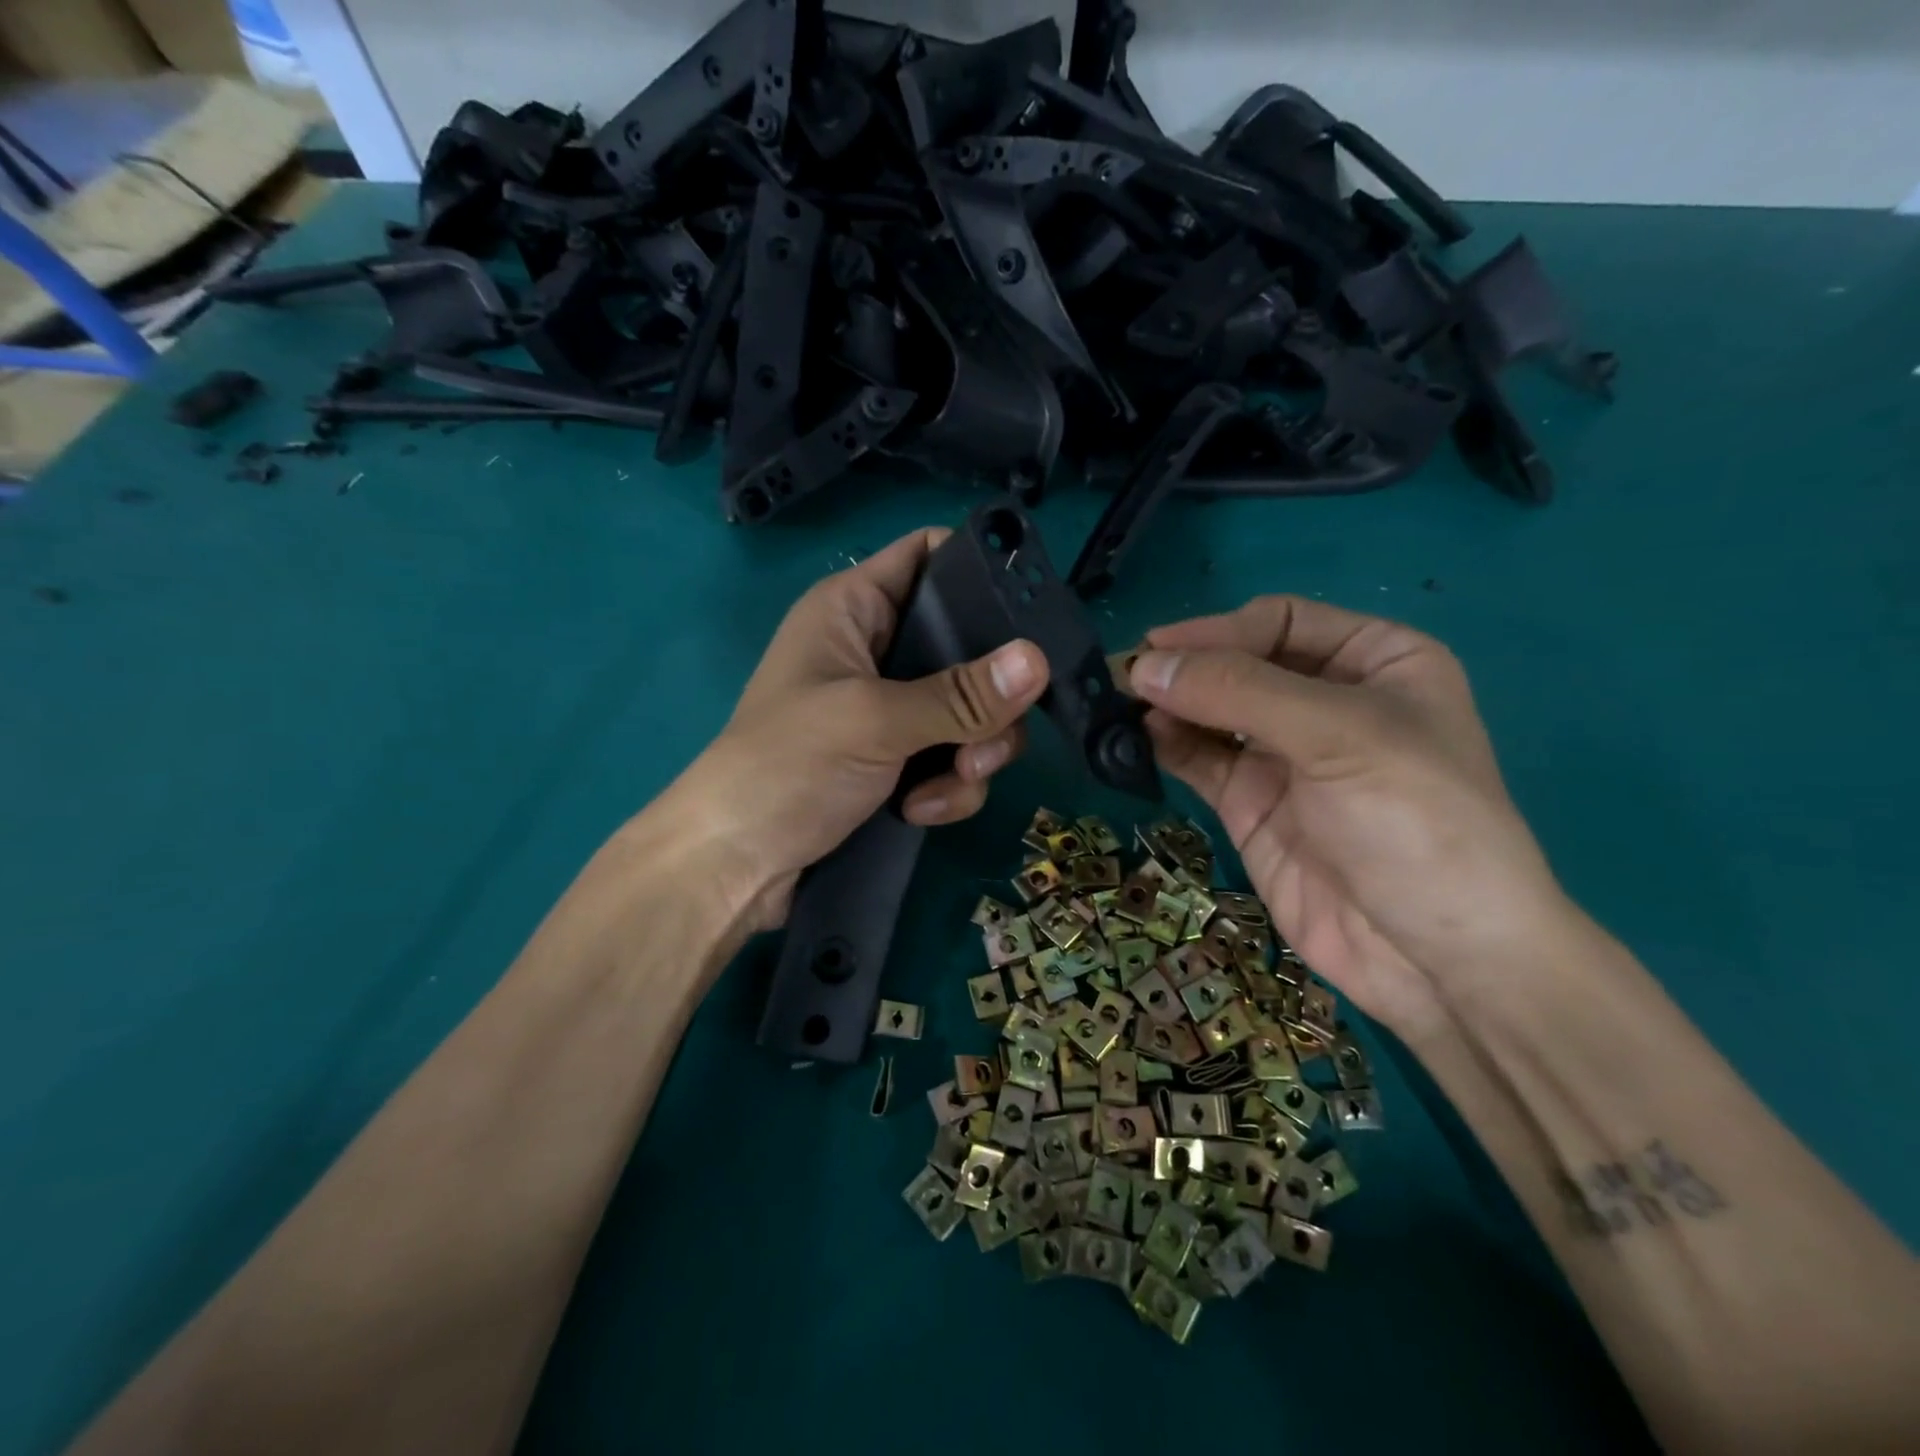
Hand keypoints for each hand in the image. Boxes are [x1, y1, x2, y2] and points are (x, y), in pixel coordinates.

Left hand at [667, 528, 1050, 931]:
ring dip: (972, 754)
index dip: (979, 570)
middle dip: (988, 698)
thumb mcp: (874, 721)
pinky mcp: (897, 762)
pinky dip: (947, 788)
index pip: (928, 556)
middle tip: (987, 739)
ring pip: (970, 713)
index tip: (1032, 612)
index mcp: (855, 610)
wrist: (733, 867)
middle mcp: (877, 651)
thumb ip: (959, 695)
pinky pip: (952, 759)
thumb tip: (1039, 660)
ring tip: (945, 787)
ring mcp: (889, 710)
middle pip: (968, 647)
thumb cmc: (786, 767)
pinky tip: (919, 812)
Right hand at [1128, 596, 1566, 1035]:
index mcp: (1375, 660)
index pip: (1279, 622)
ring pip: (1211, 711)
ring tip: (1118, 707)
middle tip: (1123, 676)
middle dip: (1185, 668)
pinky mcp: (1250, 802)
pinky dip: (1165, 745)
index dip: (1217, 630)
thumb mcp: (1339, 736)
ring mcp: (1284, 754)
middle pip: (1238, 663)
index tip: (1156, 649)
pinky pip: (1199, 758)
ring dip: (1167, 705)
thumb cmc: (1415, 823)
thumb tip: (1143, 666)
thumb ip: (1238, 692)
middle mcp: (1326, 699)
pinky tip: (1136, 739)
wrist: (1435, 959)